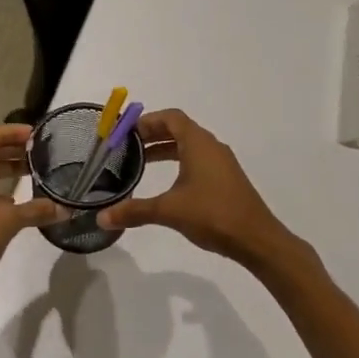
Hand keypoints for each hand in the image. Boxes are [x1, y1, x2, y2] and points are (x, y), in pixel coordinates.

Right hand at [97, 109, 296, 267]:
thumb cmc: (213, 214)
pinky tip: (166, 183)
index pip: (170, 117)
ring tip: (141, 163)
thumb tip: (101, 218)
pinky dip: (178, 162)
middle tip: (127, 147)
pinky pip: (198, 160)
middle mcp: (211, 146)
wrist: (257, 239)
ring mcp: (221, 163)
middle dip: (152, 134)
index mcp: (198, 143)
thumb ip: (134, 211)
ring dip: (165, 149)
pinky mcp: (226, 179)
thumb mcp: (168, 211)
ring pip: (189, 145)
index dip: (147, 121)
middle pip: (178, 129)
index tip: (125, 132)